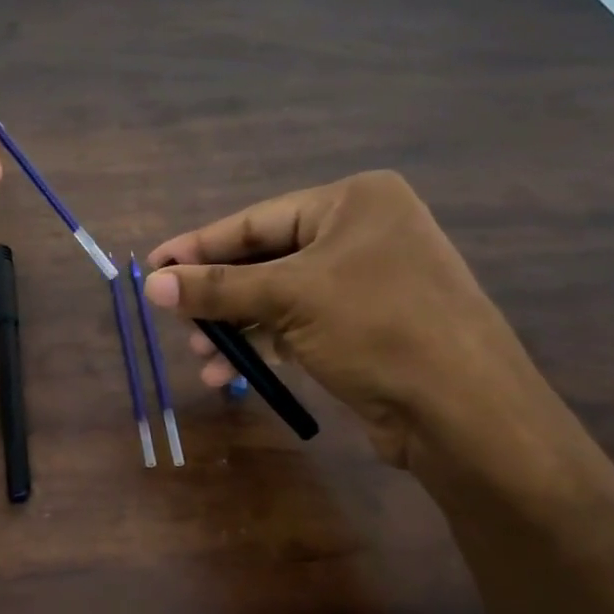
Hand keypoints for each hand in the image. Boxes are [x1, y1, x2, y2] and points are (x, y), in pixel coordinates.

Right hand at [144, 171, 555, 473]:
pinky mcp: (367, 327)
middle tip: (174, 320)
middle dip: (218, 297)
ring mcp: (368, 282)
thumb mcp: (289, 299)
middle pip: (266, 260)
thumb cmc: (377, 328)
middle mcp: (363, 233)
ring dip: (236, 327)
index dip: (199, 246)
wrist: (463, 411)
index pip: (256, 221)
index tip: (152, 265)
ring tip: (200, 358)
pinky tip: (228, 373)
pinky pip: (299, 325)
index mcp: (353, 202)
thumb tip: (150, 283)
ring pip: (280, 298)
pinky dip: (264, 345)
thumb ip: (217, 289)